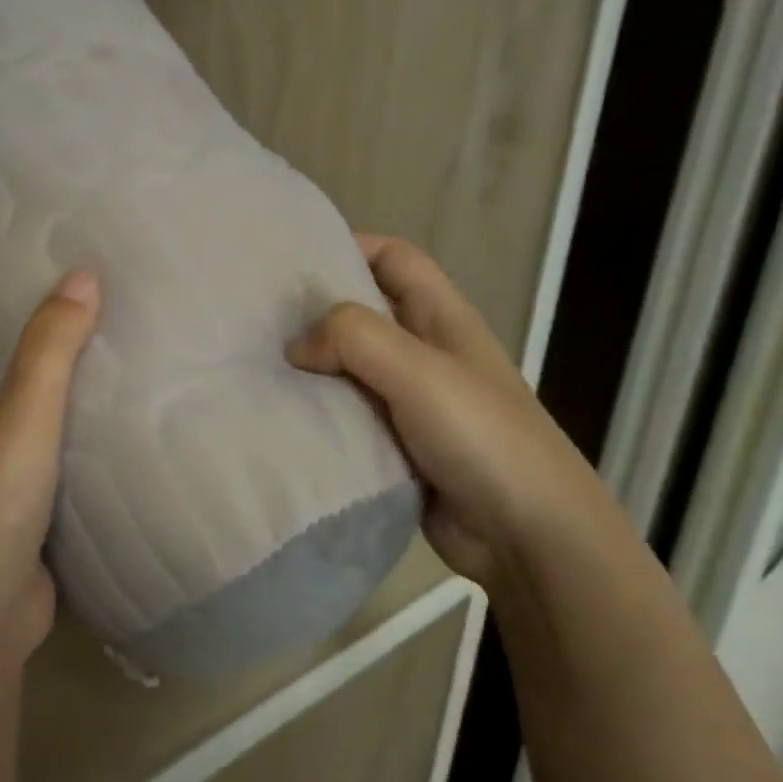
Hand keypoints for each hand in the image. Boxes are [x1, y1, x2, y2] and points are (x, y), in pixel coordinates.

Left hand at [0, 269, 100, 660]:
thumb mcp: (22, 411)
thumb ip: (51, 346)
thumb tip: (83, 274)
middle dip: (10, 339)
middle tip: (62, 299)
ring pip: (16, 416)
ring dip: (47, 388)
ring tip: (96, 346)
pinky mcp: (21, 509)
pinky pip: (47, 457)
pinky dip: (69, 436)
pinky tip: (108, 419)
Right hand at [287, 234, 620, 587]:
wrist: (528, 536)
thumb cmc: (482, 436)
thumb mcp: (419, 370)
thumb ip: (355, 338)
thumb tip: (296, 345)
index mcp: (442, 318)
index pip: (394, 258)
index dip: (349, 246)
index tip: (292, 258)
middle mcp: (424, 352)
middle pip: (363, 312)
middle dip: (315, 310)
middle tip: (257, 315)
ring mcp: (409, 401)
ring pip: (348, 368)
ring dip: (310, 367)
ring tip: (255, 365)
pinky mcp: (394, 445)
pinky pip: (346, 416)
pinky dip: (316, 412)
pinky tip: (279, 416)